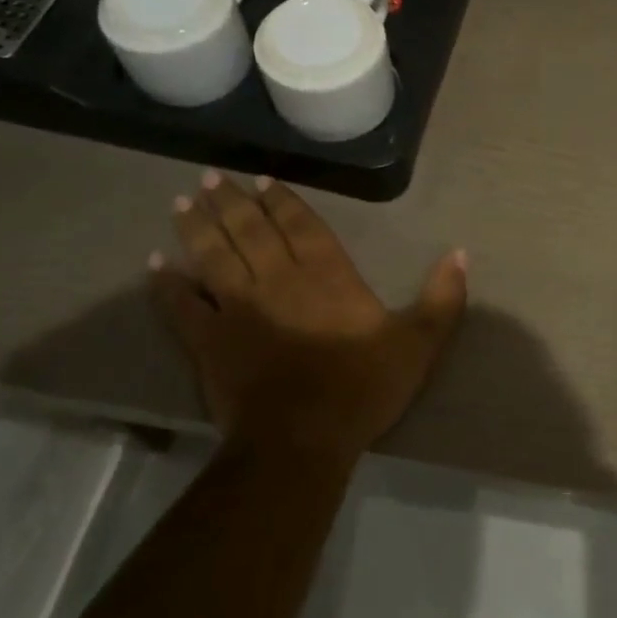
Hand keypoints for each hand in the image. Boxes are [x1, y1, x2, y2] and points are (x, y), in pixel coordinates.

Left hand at [149, 171, 466, 464]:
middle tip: (212, 178)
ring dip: (198, 228)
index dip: (282, 200)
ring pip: (212, 256)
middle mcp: (278, 279)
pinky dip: (167, 284)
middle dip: (233, 202)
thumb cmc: (362, 387)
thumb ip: (443, 298)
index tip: (263, 179)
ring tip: (184, 203)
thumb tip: (460, 253)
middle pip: (250, 231)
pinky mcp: (208, 341)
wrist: (302, 439)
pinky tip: (155, 264)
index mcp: (327, 275)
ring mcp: (237, 308)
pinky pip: (181, 306)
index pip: (300, 225)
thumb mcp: (419, 343)